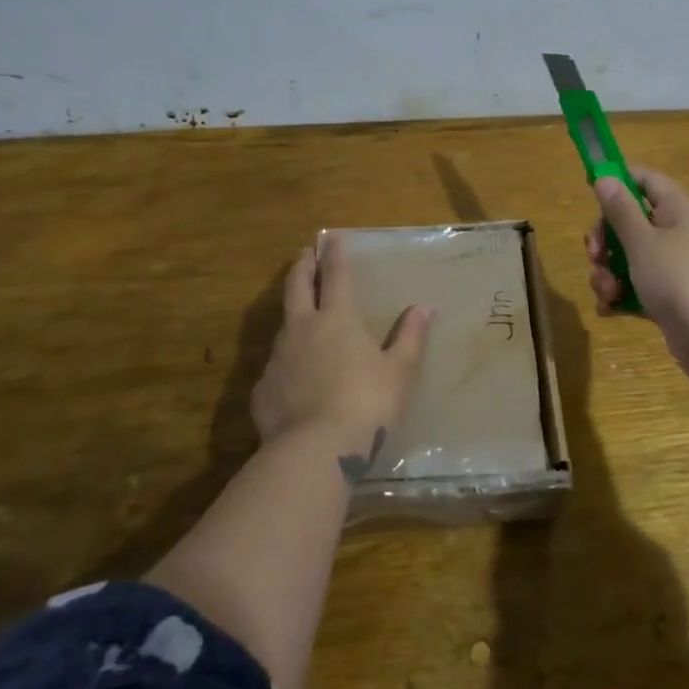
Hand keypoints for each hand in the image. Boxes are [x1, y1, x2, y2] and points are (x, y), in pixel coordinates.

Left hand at [252, 236, 433, 473]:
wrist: (315, 451)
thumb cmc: (367, 404)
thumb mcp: (400, 371)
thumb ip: (411, 337)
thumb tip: (425, 307)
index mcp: (337, 319)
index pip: (336, 276)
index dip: (334, 255)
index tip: (330, 237)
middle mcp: (303, 329)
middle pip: (298, 287)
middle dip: (302, 267)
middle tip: (305, 254)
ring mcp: (278, 359)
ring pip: (283, 325)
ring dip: (292, 312)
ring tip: (299, 313)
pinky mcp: (263, 389)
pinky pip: (275, 367)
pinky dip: (286, 361)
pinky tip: (292, 376)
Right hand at [586, 167, 688, 387]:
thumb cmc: (678, 278)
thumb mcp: (642, 241)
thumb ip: (620, 210)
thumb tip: (604, 176)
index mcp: (676, 209)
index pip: (645, 180)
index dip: (618, 182)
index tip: (591, 193)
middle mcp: (675, 232)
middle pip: (629, 221)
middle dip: (604, 240)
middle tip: (594, 255)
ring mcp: (672, 266)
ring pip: (628, 257)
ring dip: (608, 272)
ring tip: (606, 292)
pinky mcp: (667, 296)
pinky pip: (635, 286)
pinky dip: (620, 295)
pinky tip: (608, 309)